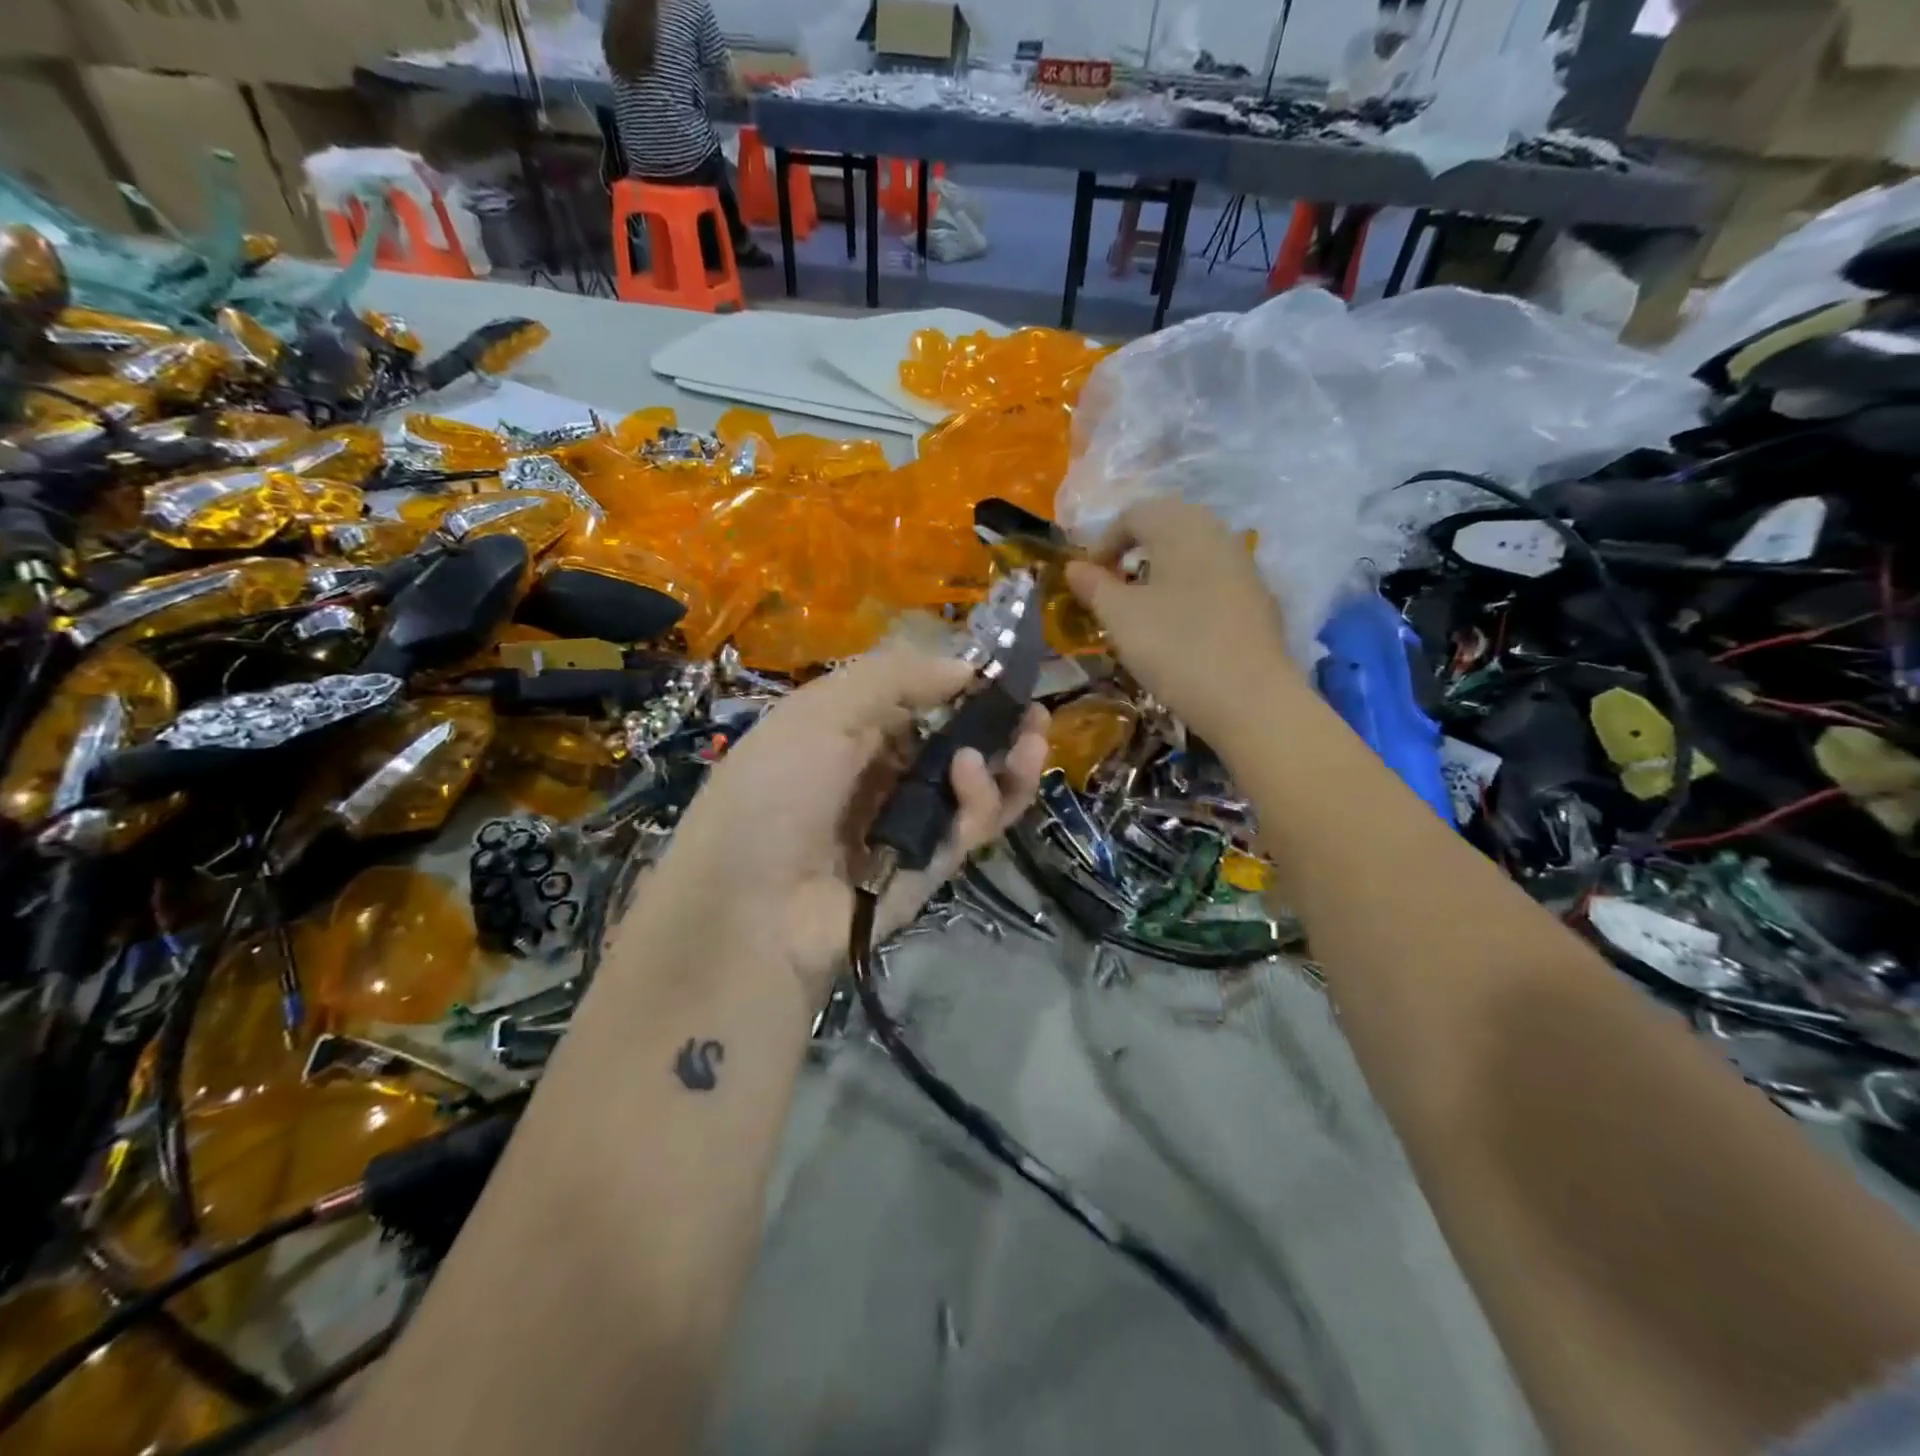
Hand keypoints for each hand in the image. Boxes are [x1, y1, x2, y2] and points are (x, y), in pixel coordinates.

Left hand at [636, 650, 1048, 1000]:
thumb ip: (895, 678)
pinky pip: (973, 824)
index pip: (919, 698)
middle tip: (1032, 708)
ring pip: (977, 784)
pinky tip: (972, 774)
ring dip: (1010, 758)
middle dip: (999, 721)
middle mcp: (884, 772)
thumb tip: (966, 665)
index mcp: (851, 730)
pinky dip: (985, 796)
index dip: (959, 681)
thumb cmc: (777, 789)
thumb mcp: (822, 713)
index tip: (998, 668)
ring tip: (1032, 734)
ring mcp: (912, 819)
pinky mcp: (935, 862)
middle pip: (957, 740)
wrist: (754, 909)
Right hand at [1066, 500, 1297, 743]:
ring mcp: (1244, 564)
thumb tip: (1074, 567)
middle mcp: (1216, 533)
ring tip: (1143, 609)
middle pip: (1167, 526)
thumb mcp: (1120, 617)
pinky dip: (1189, 591)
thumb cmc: (1174, 646)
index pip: (1133, 515)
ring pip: (1193, 553)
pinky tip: (1180, 628)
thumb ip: (1094, 586)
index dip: (1103, 543)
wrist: (1249, 697)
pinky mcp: (1258, 598)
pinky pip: (1214, 579)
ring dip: (1162, 571)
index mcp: (1180, 526)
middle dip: (1134, 551)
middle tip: (1113, 587)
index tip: (1087, 580)